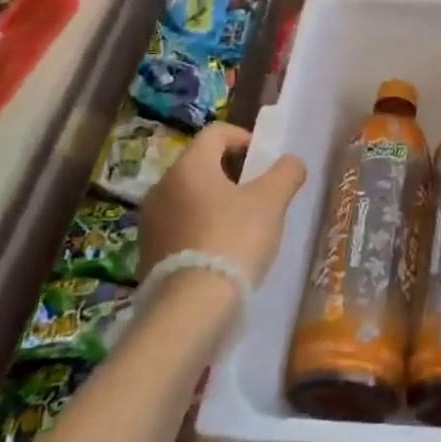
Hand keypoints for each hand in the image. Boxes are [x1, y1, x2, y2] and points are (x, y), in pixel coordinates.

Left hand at [140, 123, 308, 289]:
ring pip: (190, 197)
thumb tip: (291, 162)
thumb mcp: (272, 201)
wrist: (192, 308)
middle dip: (232, 174)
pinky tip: (222, 252)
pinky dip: (201, 229)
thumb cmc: (234, 240)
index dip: (245, 138)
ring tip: (243, 226)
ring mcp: (151, 222)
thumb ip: (286, 173)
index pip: (216, 133)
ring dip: (216, 203)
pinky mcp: (148, 253)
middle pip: (201, 165)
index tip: (265, 161)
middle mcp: (162, 187)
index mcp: (189, 166)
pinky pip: (180, 227)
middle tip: (259, 194)